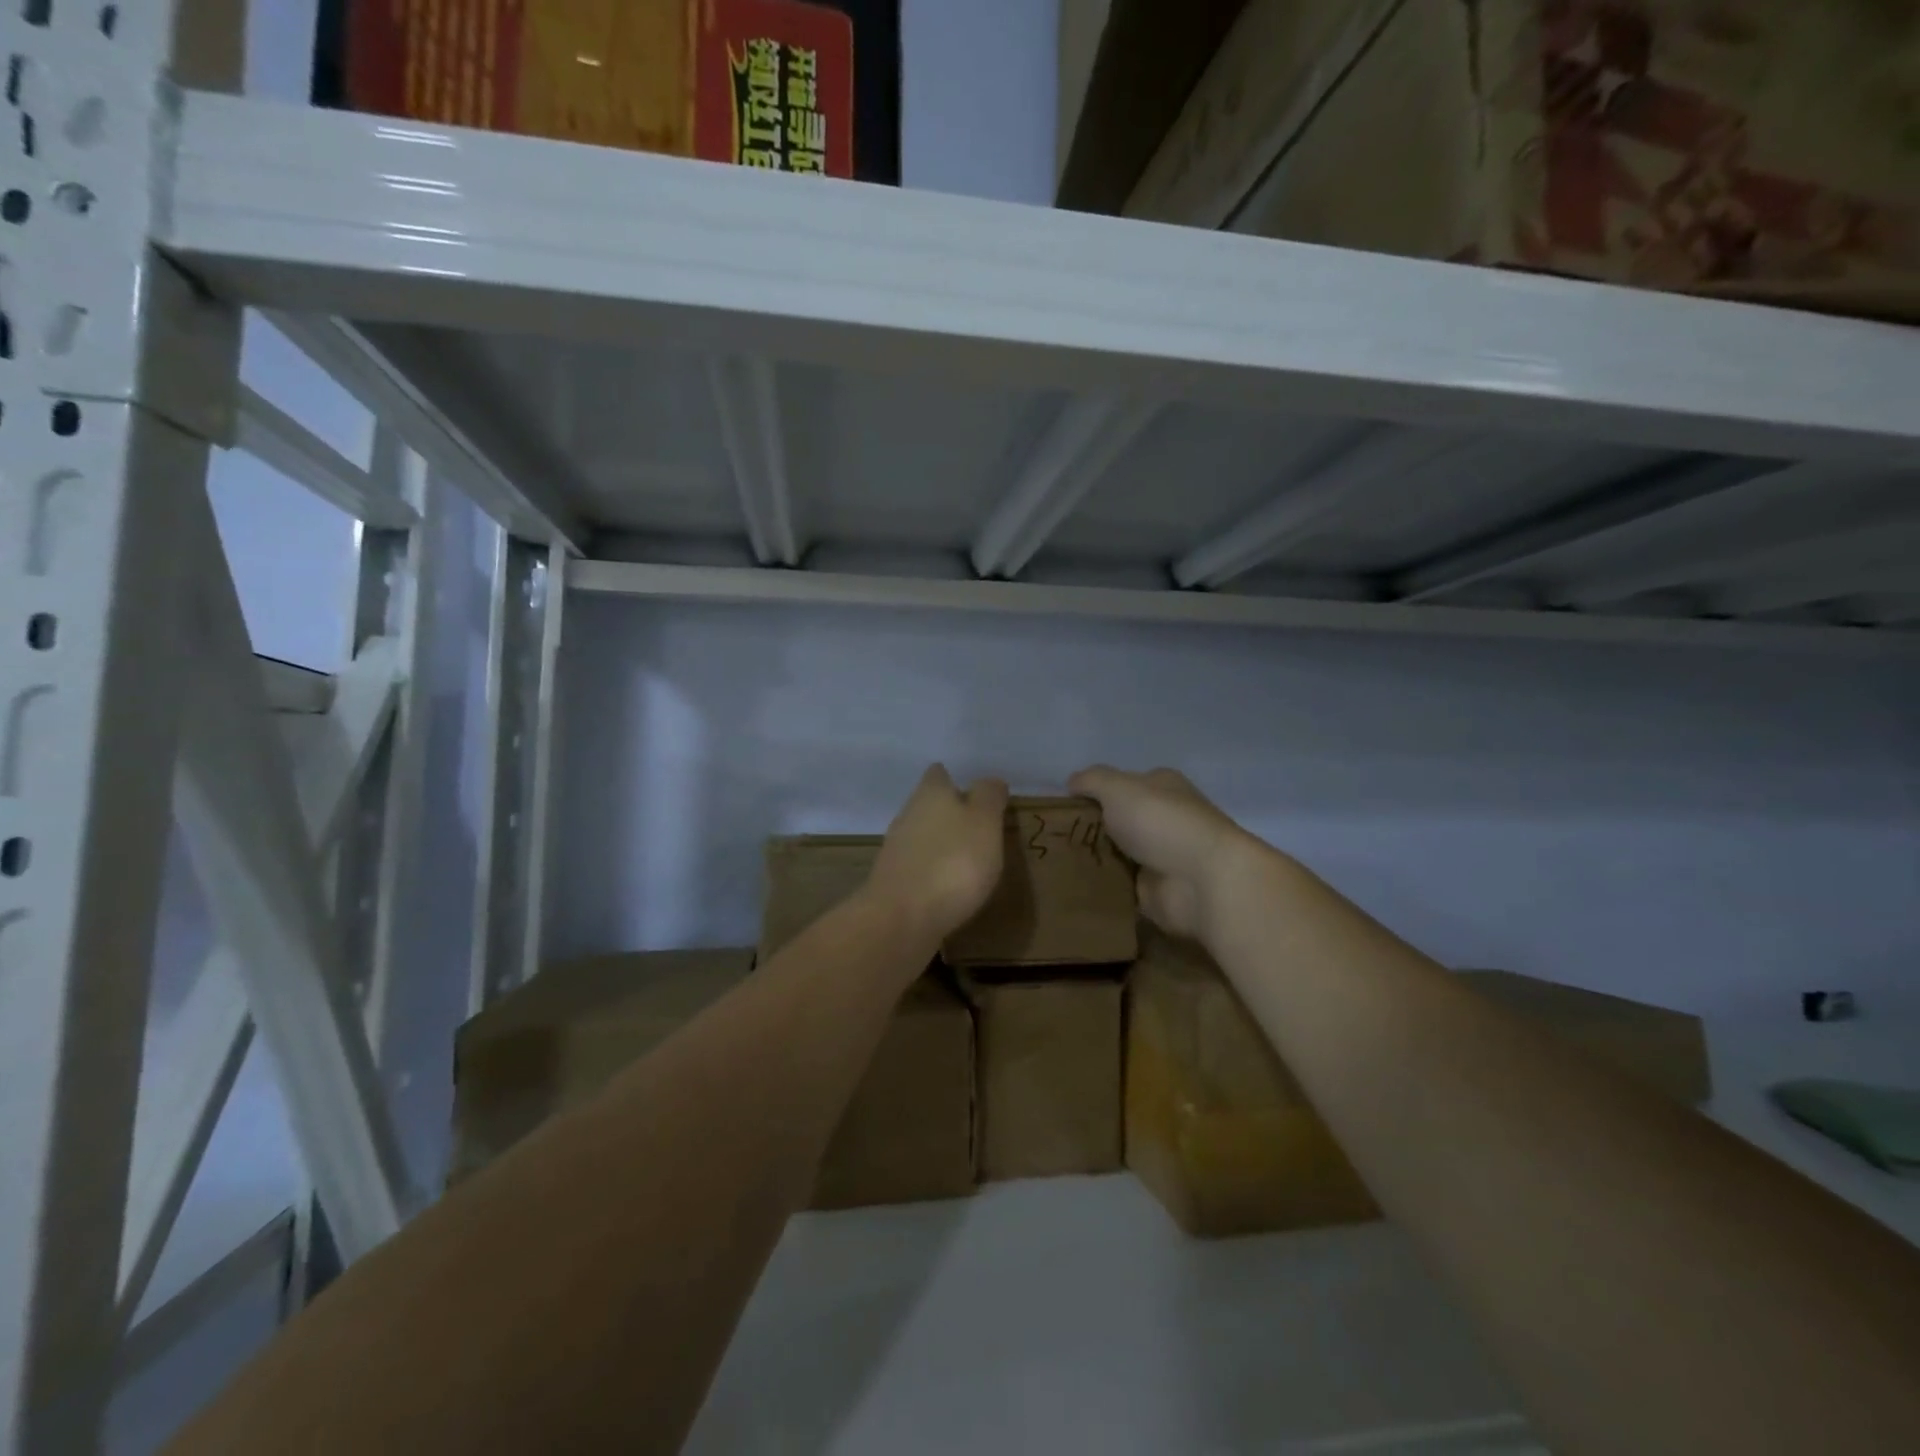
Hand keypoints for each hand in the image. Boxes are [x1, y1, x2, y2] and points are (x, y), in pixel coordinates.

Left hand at [867, 765, 1009, 942]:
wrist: (902, 918)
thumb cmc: (953, 862)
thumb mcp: (985, 822)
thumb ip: (989, 797)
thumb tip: (990, 781)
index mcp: (930, 793)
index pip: (939, 774)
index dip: (955, 780)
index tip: (976, 793)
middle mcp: (908, 814)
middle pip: (928, 804)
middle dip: (949, 813)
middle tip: (979, 826)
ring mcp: (896, 849)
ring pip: (922, 835)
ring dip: (941, 843)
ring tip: (969, 857)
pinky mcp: (893, 882)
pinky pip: (918, 866)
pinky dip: (933, 870)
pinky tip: (950, 885)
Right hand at [1068, 765, 1257, 938]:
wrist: (1202, 882)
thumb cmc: (1161, 823)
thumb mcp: (1119, 788)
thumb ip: (1092, 781)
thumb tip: (1072, 782)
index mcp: (1161, 788)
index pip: (1121, 785)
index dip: (1093, 793)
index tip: (1061, 807)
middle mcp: (1162, 819)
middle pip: (1116, 821)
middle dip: (1088, 829)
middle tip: (1051, 838)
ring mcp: (1160, 857)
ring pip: (1115, 854)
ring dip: (1091, 859)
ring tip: (1053, 863)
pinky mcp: (1154, 891)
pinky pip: (1118, 887)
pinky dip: (1100, 888)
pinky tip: (1071, 888)